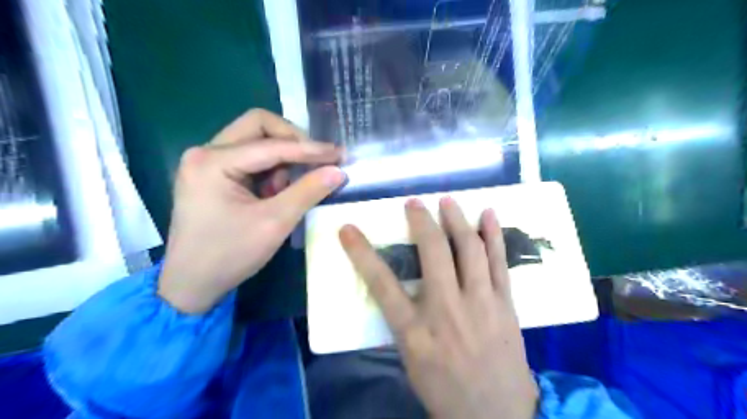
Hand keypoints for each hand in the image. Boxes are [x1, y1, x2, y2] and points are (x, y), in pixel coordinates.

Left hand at [158, 110, 344, 312]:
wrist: (191, 284)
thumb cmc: (230, 255)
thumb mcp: (274, 223)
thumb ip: (308, 191)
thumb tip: (338, 170)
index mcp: (213, 161)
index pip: (271, 144)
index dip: (310, 149)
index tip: (339, 154)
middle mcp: (205, 152)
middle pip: (258, 126)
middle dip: (293, 141)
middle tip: (316, 161)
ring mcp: (207, 161)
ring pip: (256, 140)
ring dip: (281, 159)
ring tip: (288, 190)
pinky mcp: (213, 173)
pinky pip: (250, 158)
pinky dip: (270, 170)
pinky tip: (274, 193)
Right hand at [341, 197, 540, 418]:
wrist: (497, 416)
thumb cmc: (444, 389)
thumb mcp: (410, 360)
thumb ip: (401, 322)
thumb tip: (394, 291)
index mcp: (415, 331)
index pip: (381, 283)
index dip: (361, 253)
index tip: (348, 229)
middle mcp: (447, 310)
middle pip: (432, 253)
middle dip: (420, 221)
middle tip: (414, 203)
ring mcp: (480, 303)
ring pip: (469, 250)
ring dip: (456, 220)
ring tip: (447, 200)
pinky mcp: (505, 303)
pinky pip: (499, 261)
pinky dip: (493, 234)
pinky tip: (488, 213)